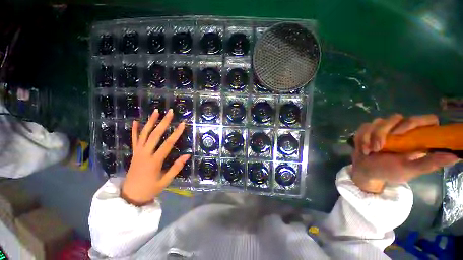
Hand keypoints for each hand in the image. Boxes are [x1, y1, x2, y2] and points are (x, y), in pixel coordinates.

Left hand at [121, 109, 190, 205]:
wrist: (130, 196)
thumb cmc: (150, 189)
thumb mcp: (165, 181)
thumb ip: (176, 167)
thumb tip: (187, 155)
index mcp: (155, 161)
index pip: (168, 143)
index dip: (176, 133)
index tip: (182, 124)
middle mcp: (145, 154)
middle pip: (155, 134)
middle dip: (164, 122)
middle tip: (170, 112)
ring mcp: (138, 152)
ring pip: (144, 134)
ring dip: (150, 122)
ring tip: (156, 112)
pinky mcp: (134, 153)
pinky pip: (134, 140)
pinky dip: (135, 130)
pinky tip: (136, 121)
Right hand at [351, 114, 458, 192]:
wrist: (366, 171)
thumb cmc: (389, 172)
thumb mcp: (410, 170)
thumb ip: (429, 163)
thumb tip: (455, 156)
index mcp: (417, 137)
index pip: (426, 120)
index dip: (414, 122)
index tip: (400, 133)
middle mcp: (402, 129)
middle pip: (395, 118)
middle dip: (382, 133)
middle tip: (378, 148)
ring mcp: (384, 129)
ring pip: (377, 121)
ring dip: (369, 136)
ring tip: (369, 151)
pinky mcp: (369, 130)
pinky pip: (364, 127)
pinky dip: (361, 138)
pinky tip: (363, 148)